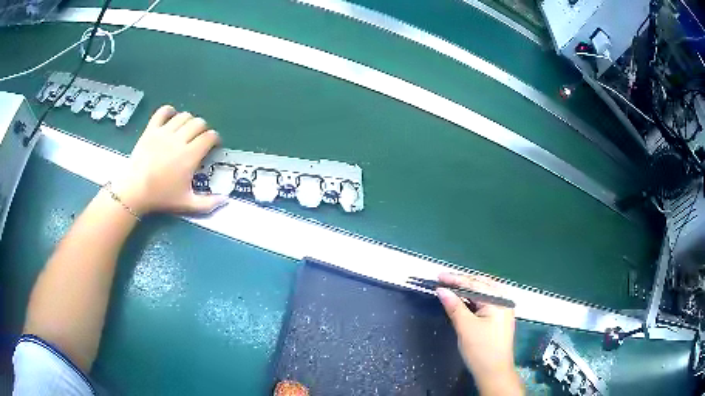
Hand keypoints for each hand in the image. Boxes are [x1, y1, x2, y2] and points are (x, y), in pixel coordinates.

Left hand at [110, 105, 226, 215]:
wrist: (135, 190)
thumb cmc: (162, 197)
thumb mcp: (187, 203)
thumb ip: (208, 203)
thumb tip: (226, 200)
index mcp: (190, 155)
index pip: (209, 136)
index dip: (215, 138)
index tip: (214, 145)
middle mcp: (179, 139)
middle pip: (199, 123)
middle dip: (204, 129)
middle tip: (200, 139)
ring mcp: (164, 132)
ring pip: (184, 116)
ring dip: (189, 121)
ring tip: (186, 130)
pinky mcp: (151, 129)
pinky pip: (162, 112)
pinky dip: (169, 111)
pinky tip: (171, 116)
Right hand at [437, 273, 522, 395]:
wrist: (494, 373)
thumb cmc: (481, 350)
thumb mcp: (466, 328)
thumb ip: (455, 307)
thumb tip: (441, 290)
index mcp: (498, 301)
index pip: (474, 285)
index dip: (455, 280)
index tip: (438, 276)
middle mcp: (504, 301)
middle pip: (481, 285)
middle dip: (462, 281)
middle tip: (443, 280)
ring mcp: (503, 309)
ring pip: (483, 292)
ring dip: (467, 289)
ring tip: (451, 286)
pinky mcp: (500, 318)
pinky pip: (485, 301)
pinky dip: (473, 298)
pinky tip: (464, 299)